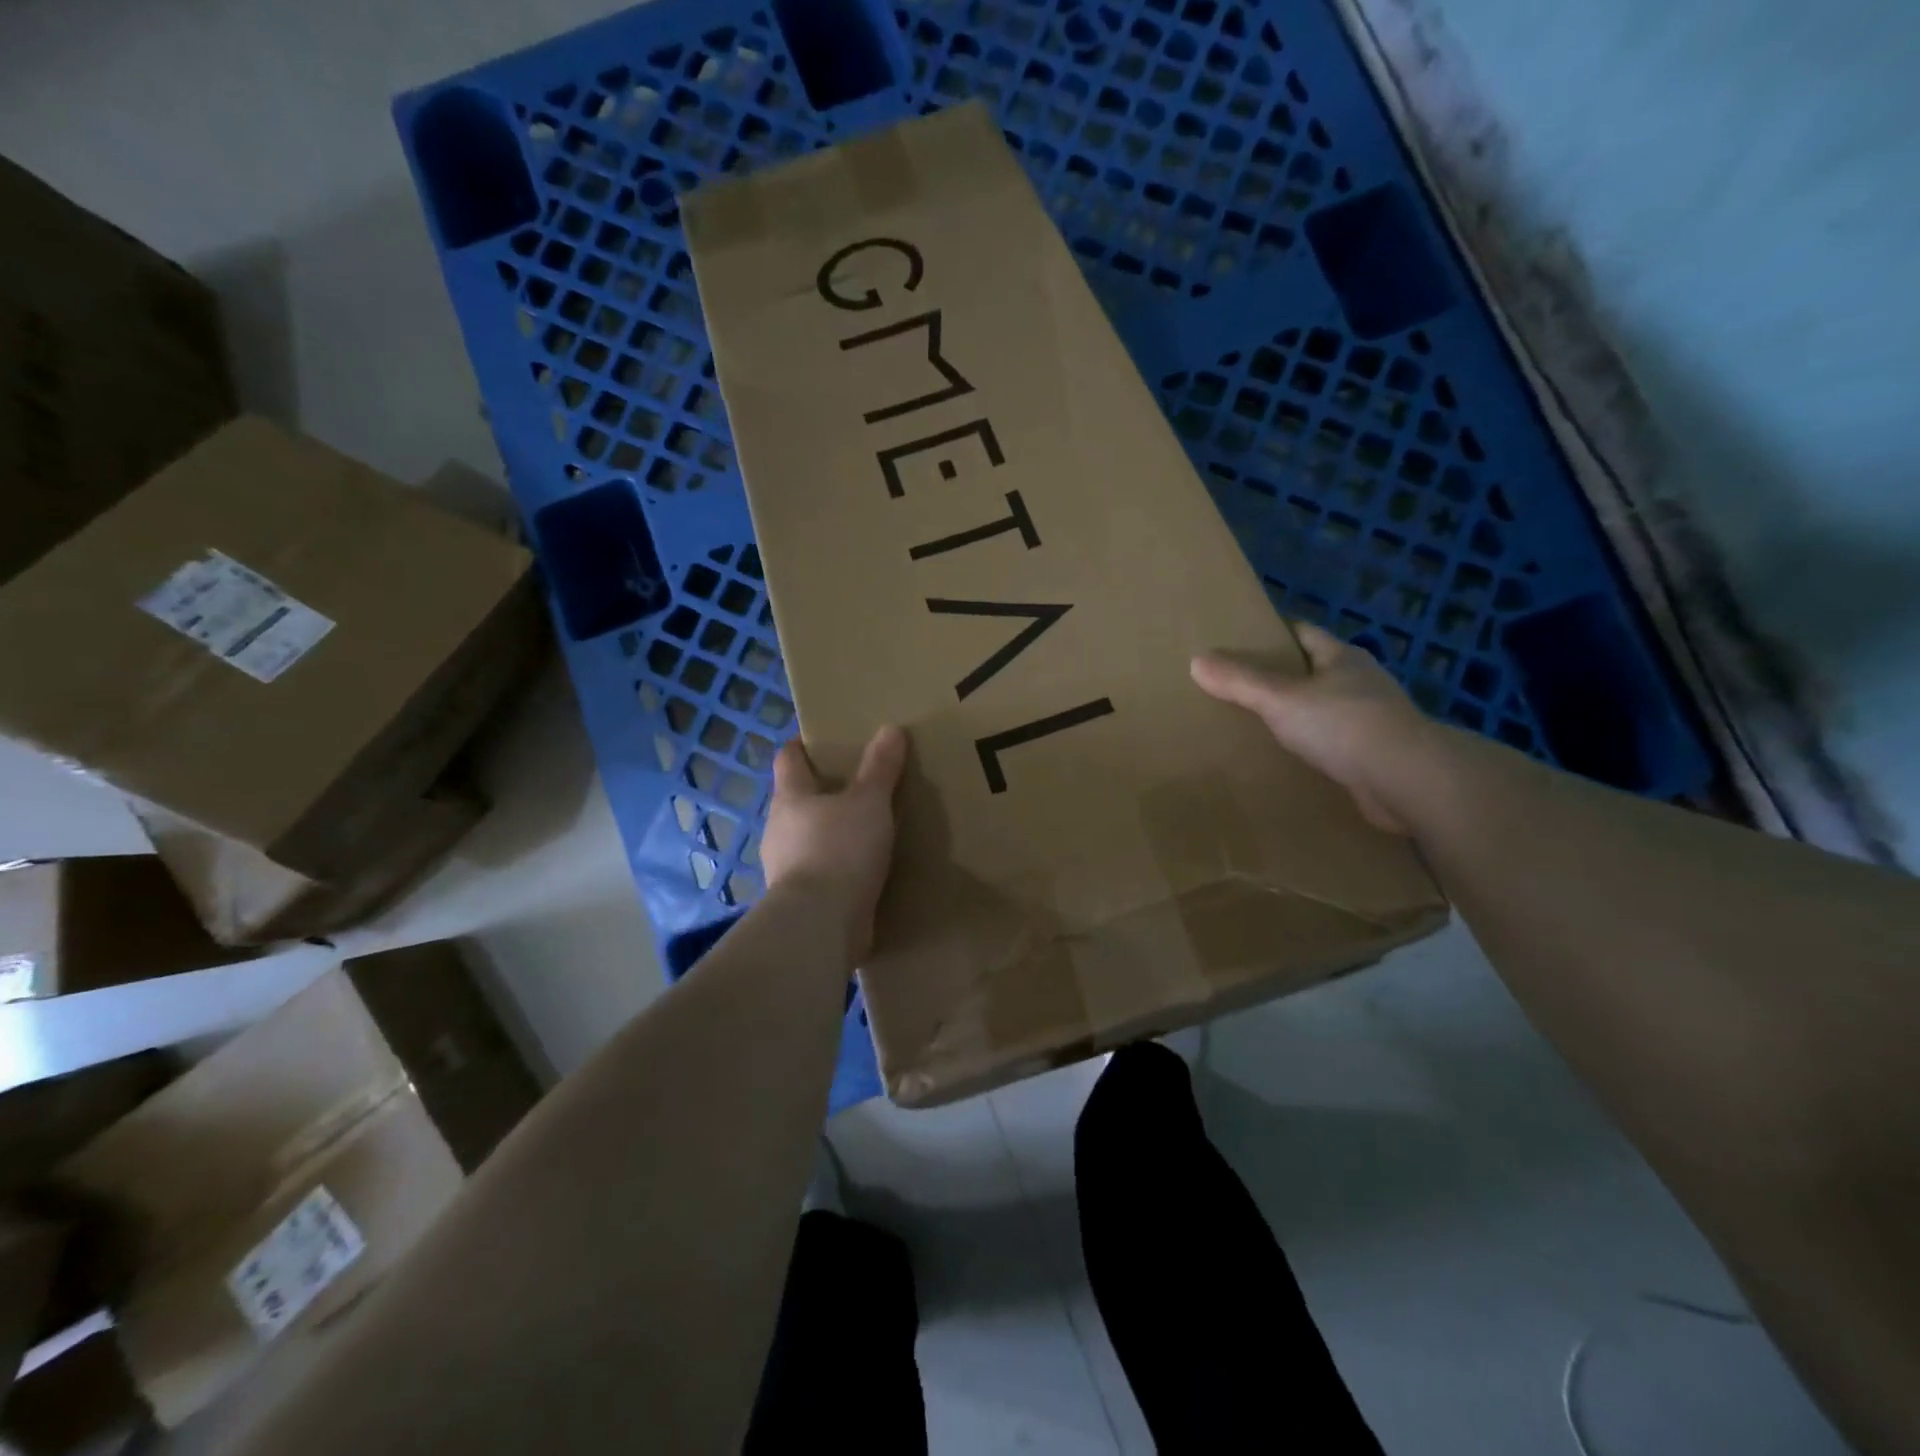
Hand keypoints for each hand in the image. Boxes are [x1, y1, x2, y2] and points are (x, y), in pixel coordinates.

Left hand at [761, 725, 908, 960]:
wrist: (820, 925)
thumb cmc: (840, 850)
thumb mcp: (869, 802)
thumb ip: (880, 767)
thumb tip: (891, 728)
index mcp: (791, 797)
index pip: (787, 759)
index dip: (801, 746)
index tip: (818, 741)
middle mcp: (780, 828)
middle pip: (796, 800)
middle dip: (821, 791)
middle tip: (855, 785)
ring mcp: (785, 866)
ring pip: (806, 837)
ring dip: (828, 831)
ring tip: (863, 829)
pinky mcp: (800, 898)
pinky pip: (818, 871)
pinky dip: (835, 865)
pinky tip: (860, 869)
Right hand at [1191, 622, 1436, 834]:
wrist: (1407, 780)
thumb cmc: (1343, 725)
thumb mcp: (1281, 698)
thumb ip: (1240, 681)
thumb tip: (1197, 660)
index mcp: (1341, 657)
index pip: (1303, 633)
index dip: (1273, 633)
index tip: (1241, 641)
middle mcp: (1360, 682)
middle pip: (1313, 670)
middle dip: (1281, 676)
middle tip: (1238, 686)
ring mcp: (1372, 718)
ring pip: (1324, 708)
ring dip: (1298, 715)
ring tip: (1257, 724)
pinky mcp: (1376, 753)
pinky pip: (1334, 743)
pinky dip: (1312, 746)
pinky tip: (1288, 758)